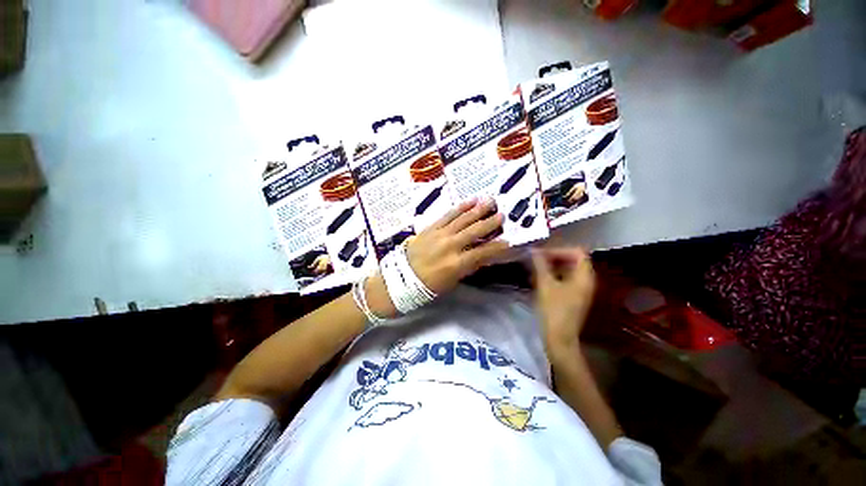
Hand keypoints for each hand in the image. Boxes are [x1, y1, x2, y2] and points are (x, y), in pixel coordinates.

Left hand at [406, 198, 508, 294]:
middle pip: (474, 231)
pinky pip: (447, 215)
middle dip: (489, 222)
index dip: (496, 247)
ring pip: (462, 219)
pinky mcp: (431, 227)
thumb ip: (468, 267)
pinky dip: (459, 208)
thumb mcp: (451, 281)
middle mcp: (450, 246)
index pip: (481, 253)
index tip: (507, 240)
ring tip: (489, 201)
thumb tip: (484, 257)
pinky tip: (469, 202)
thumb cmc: (428, 284)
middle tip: (502, 215)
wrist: (402, 275)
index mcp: (456, 263)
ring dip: (477, 210)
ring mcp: (440, 234)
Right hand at [531, 247, 596, 356]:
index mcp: (584, 276)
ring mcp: (581, 290)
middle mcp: (586, 281)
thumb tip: (533, 250)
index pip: (577, 252)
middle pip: (573, 260)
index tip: (542, 254)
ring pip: (568, 270)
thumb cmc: (553, 310)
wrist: (559, 338)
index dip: (559, 249)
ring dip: (552, 266)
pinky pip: (565, 279)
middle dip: (554, 257)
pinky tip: (539, 279)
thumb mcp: (545, 285)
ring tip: (535, 268)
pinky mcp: (573, 297)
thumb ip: (540, 265)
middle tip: (536, 259)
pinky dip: (553, 275)